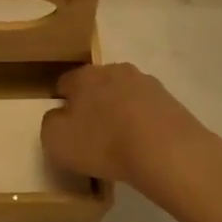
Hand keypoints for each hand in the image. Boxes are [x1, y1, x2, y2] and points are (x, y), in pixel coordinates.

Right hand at [41, 63, 221, 206]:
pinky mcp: (171, 101)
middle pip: (96, 85)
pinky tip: (144, 146)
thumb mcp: (56, 140)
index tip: (65, 126)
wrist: (167, 152)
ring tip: (121, 144)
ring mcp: (146, 83)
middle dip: (92, 104)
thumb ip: (50, 124)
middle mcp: (114, 70)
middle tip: (92, 135)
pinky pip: (147, 110)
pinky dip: (143, 123)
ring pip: (124, 95)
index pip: (64, 82)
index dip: (62, 103)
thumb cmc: (103, 143)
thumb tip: (59, 117)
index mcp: (84, 76)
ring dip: (120, 112)